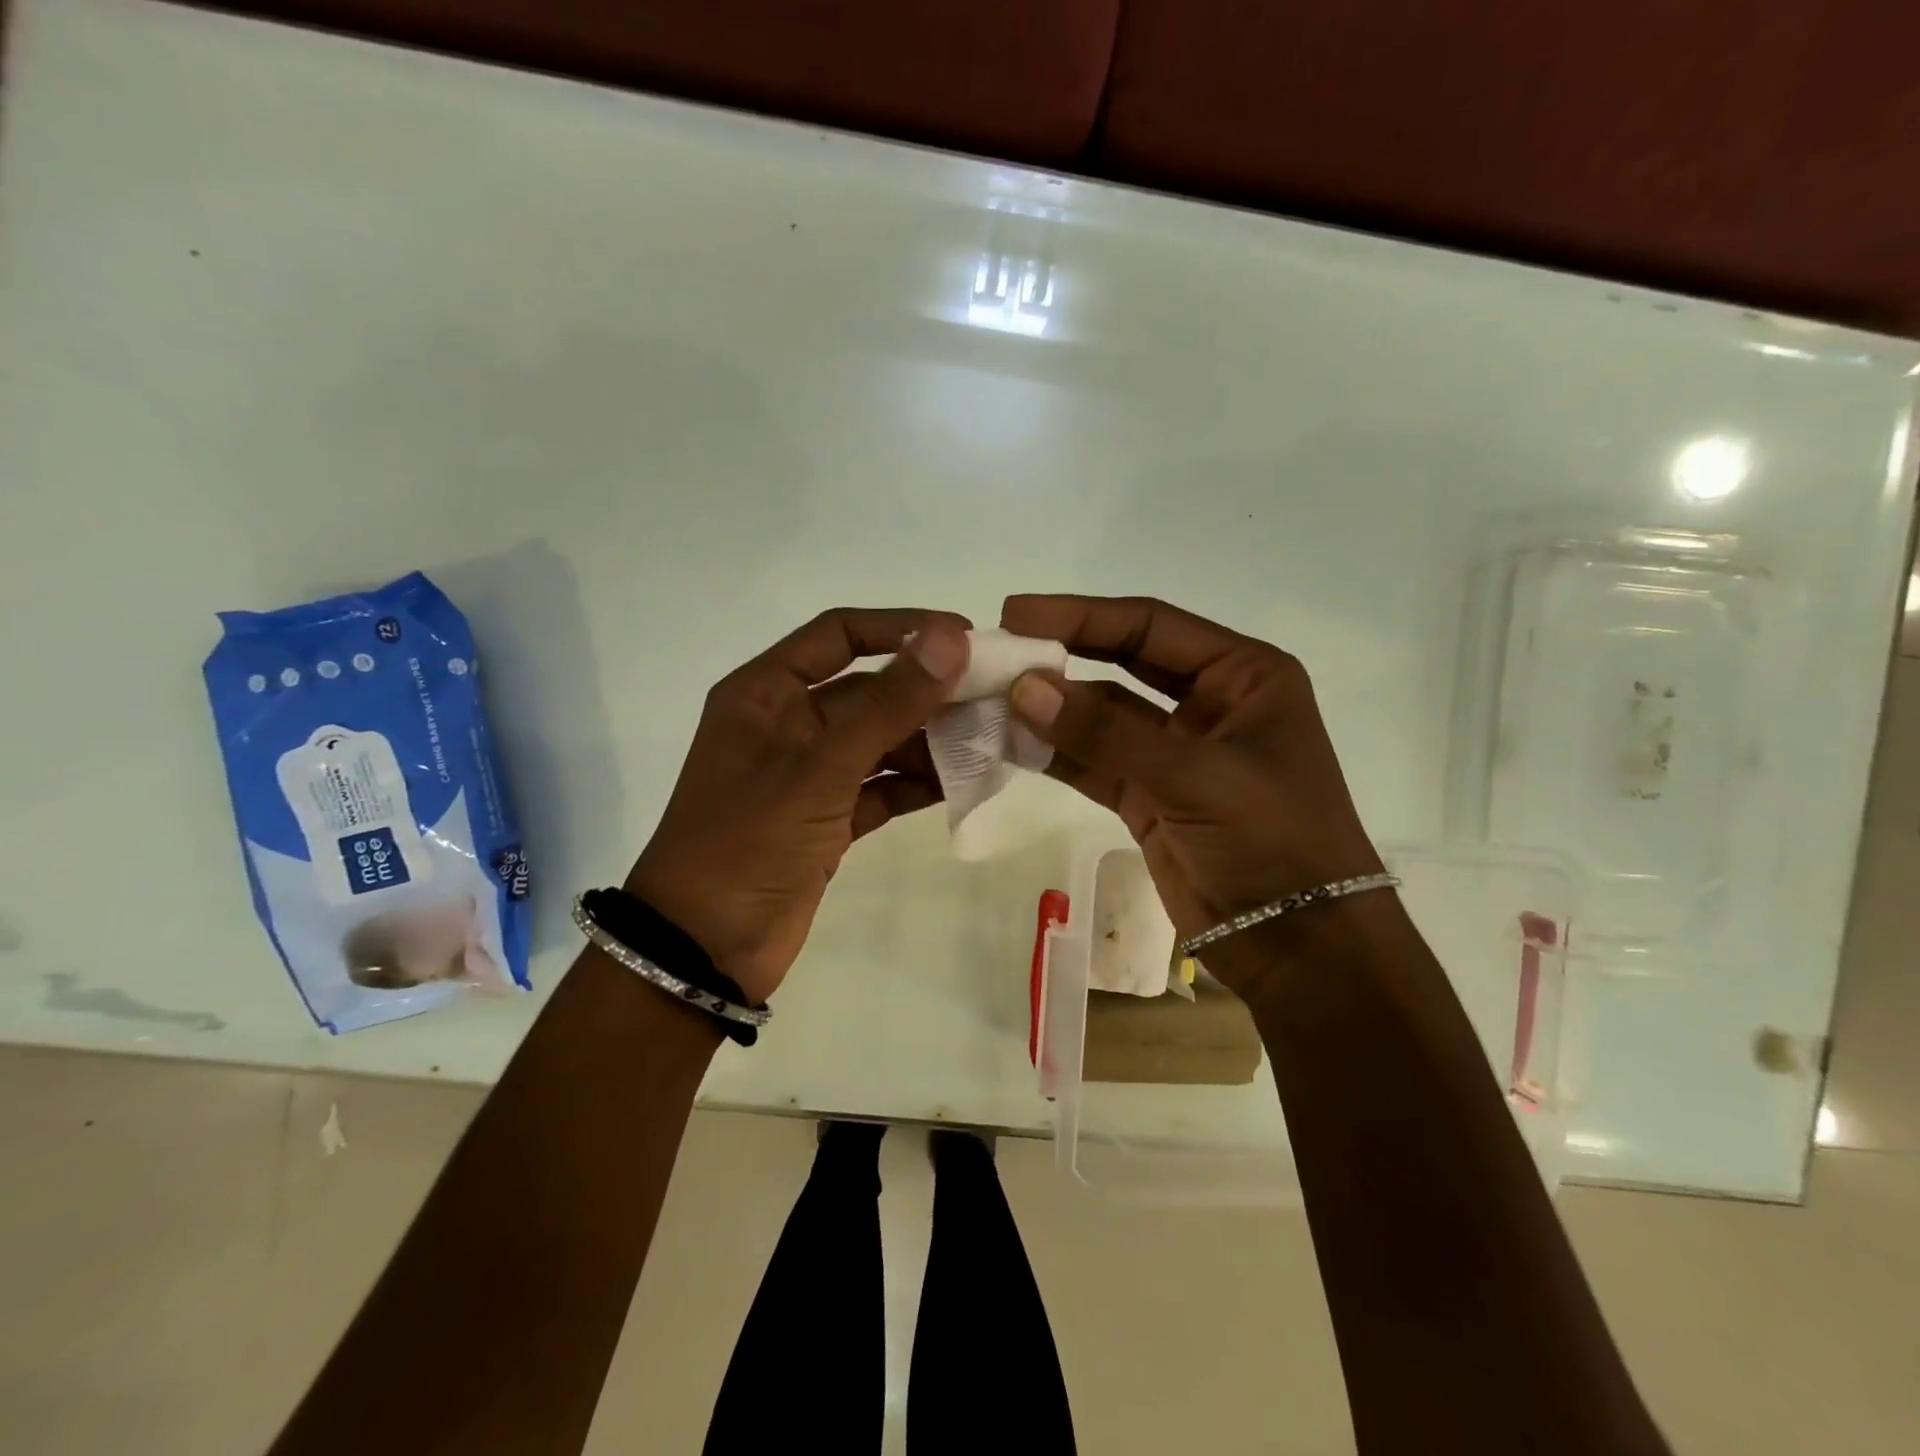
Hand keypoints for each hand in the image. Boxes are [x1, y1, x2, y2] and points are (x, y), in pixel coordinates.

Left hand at [626, 609, 970, 1003]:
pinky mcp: (828, 818)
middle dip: (927, 690)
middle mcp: (788, 723)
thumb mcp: (820, 767)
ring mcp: (810, 774)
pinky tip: (964, 781)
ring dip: (929, 739)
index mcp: (766, 693)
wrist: (704, 950)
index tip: (964, 636)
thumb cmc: (749, 841)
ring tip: (989, 738)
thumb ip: (889, 704)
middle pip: (869, 689)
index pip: (840, 634)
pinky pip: (881, 786)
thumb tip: (951, 639)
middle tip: (994, 693)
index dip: (902, 627)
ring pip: (880, 740)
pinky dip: (917, 783)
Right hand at [1000, 594, 1384, 990]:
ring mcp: (1176, 752)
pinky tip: (1012, 743)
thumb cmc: (1272, 841)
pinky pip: (1094, 762)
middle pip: (1122, 661)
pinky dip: (1056, 752)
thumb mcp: (1194, 775)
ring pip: (1102, 715)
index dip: (1080, 615)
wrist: (1300, 945)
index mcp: (1243, 675)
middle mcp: (1209, 702)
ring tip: (990, 699)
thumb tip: (1024, 688)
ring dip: (1052, 708)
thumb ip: (1106, 731)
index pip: (1150, 626)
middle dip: (1062, 654)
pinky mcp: (1149, 796)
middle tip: (997, 650)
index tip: (1015, 614)